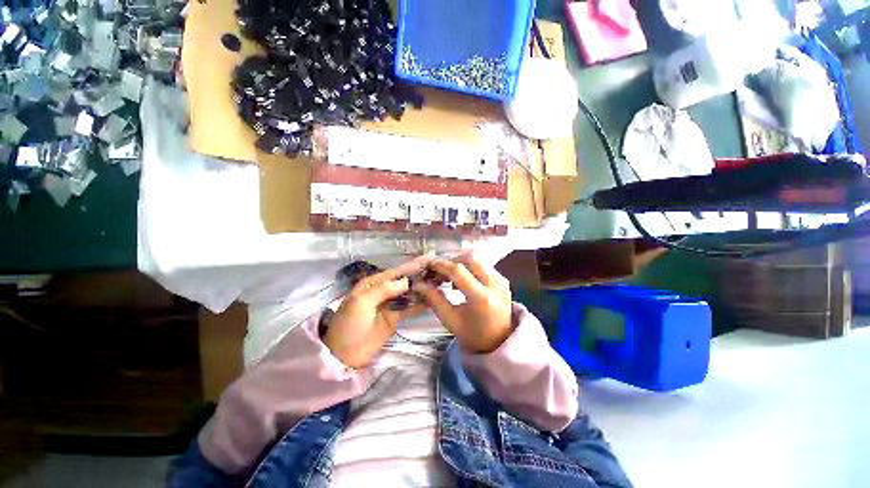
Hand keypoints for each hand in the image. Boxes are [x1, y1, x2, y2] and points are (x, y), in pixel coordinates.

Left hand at [324, 258, 429, 368]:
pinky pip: (409, 309)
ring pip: (409, 293)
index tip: (429, 258)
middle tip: (438, 270)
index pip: (396, 272)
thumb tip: (407, 281)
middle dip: (420, 275)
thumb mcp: (362, 302)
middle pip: (404, 281)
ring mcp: (389, 305)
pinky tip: (432, 299)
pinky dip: (420, 304)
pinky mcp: (394, 318)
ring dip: (422, 288)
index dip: (412, 265)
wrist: (343, 355)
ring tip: (439, 282)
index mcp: (372, 284)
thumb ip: (384, 289)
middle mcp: (382, 291)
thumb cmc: (349, 324)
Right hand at [414, 255, 513, 353]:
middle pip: (470, 258)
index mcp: (482, 298)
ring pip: (477, 259)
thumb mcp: (450, 321)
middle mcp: (495, 285)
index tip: (428, 266)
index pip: (458, 271)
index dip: (440, 265)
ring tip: (448, 276)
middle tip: (438, 272)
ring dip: (460, 263)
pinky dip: (469, 267)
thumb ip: (435, 299)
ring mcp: (501, 281)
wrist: (500, 343)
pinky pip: (483, 265)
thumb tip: (419, 283)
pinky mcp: (503, 280)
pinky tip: (461, 279)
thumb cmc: (473, 336)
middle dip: (451, 261)